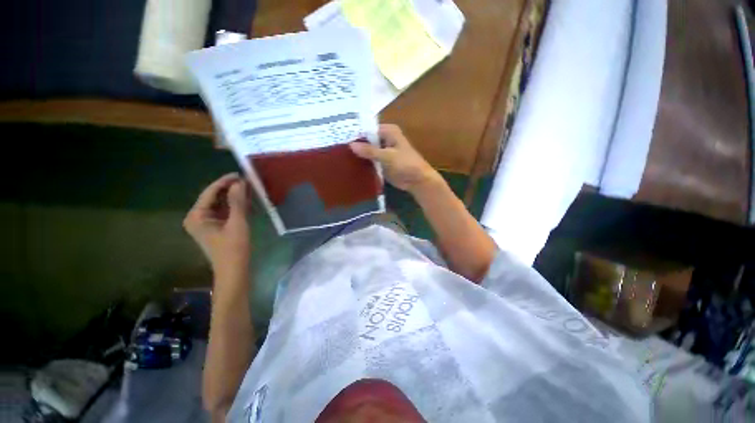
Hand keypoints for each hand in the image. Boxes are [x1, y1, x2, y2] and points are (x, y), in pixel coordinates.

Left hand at [184, 173, 250, 279]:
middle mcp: (197, 217)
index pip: (210, 192)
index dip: (225, 182)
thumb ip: (237, 202)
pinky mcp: (215, 227)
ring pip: (221, 204)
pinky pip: (225, 212)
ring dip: (235, 197)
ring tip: (250, 190)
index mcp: (196, 216)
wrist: (234, 271)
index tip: (241, 174)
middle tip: (249, 182)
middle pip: (214, 197)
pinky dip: (236, 207)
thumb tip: (240, 182)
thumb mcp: (237, 223)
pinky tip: (248, 203)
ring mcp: (206, 223)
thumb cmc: (234, 248)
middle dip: (231, 189)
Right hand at [349, 124, 441, 195]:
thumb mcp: (387, 156)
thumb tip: (350, 145)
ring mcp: (383, 152)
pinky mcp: (382, 163)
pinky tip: (350, 166)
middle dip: (356, 145)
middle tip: (337, 149)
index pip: (367, 130)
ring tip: (341, 158)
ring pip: (367, 151)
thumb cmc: (406, 164)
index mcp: (388, 131)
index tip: (340, 140)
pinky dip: (363, 163)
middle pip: (367, 140)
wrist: (417, 180)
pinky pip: (370, 161)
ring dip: (359, 155)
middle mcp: (385, 139)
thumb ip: (369, 151)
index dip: (356, 135)